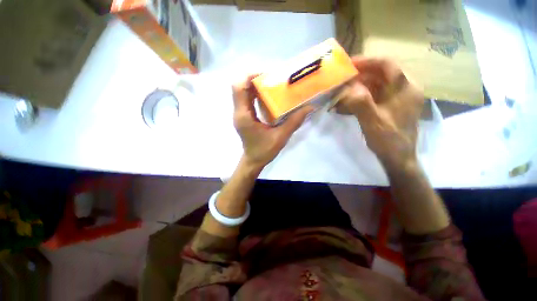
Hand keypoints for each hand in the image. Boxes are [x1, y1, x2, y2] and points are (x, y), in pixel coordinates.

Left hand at [232, 75, 312, 169]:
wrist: (253, 160)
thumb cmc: (264, 151)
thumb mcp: (281, 137)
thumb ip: (294, 122)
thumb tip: (309, 107)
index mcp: (244, 116)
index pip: (239, 87)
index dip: (250, 76)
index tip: (267, 75)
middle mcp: (239, 112)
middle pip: (240, 87)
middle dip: (255, 79)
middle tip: (272, 79)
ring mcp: (240, 114)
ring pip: (242, 92)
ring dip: (255, 86)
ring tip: (271, 85)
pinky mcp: (244, 116)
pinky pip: (246, 99)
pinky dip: (255, 94)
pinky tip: (268, 97)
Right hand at [334, 57, 423, 169]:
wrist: (398, 158)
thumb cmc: (388, 140)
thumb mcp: (373, 121)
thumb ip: (361, 102)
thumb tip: (348, 88)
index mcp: (405, 89)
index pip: (387, 65)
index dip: (367, 61)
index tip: (348, 64)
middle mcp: (404, 90)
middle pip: (381, 75)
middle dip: (359, 76)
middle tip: (341, 80)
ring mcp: (397, 99)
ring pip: (376, 86)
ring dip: (358, 87)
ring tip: (341, 92)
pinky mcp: (390, 107)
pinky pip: (374, 97)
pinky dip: (360, 97)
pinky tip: (348, 104)